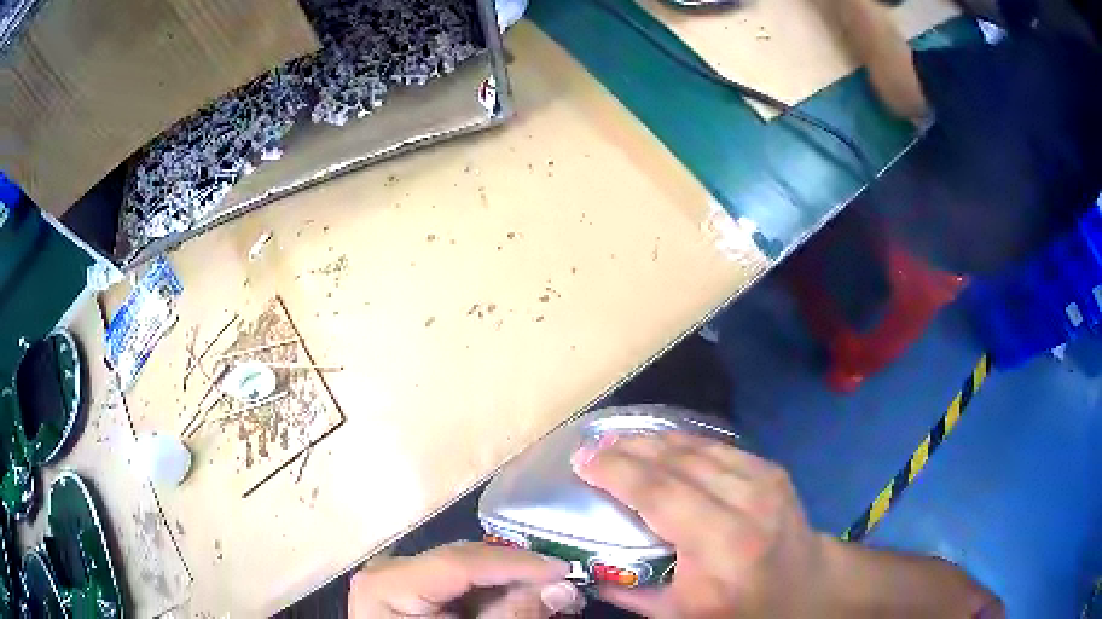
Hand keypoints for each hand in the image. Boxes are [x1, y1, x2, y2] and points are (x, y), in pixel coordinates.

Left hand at [348, 542, 583, 617]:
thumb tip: (562, 587)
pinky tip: (521, 599)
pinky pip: (458, 584)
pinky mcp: (411, 589)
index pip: (459, 562)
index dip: (516, 563)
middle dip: (517, 571)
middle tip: (566, 582)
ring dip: (511, 580)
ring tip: (553, 592)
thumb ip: (511, 616)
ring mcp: (400, 578)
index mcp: (389, 584)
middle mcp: (391, 570)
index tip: (565, 568)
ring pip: (466, 569)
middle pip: (464, 561)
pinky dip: (493, 592)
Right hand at [572, 432, 828, 617]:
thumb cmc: (741, 609)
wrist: (807, 589)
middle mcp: (746, 504)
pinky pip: (719, 447)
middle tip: (593, 446)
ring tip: (620, 440)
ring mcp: (764, 481)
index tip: (582, 461)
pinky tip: (663, 444)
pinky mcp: (772, 471)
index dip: (618, 472)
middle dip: (629, 449)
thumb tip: (588, 569)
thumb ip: (631, 593)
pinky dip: (685, 443)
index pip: (659, 494)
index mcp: (721, 547)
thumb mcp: (680, 616)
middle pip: (678, 462)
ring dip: (655, 440)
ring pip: (698, 447)